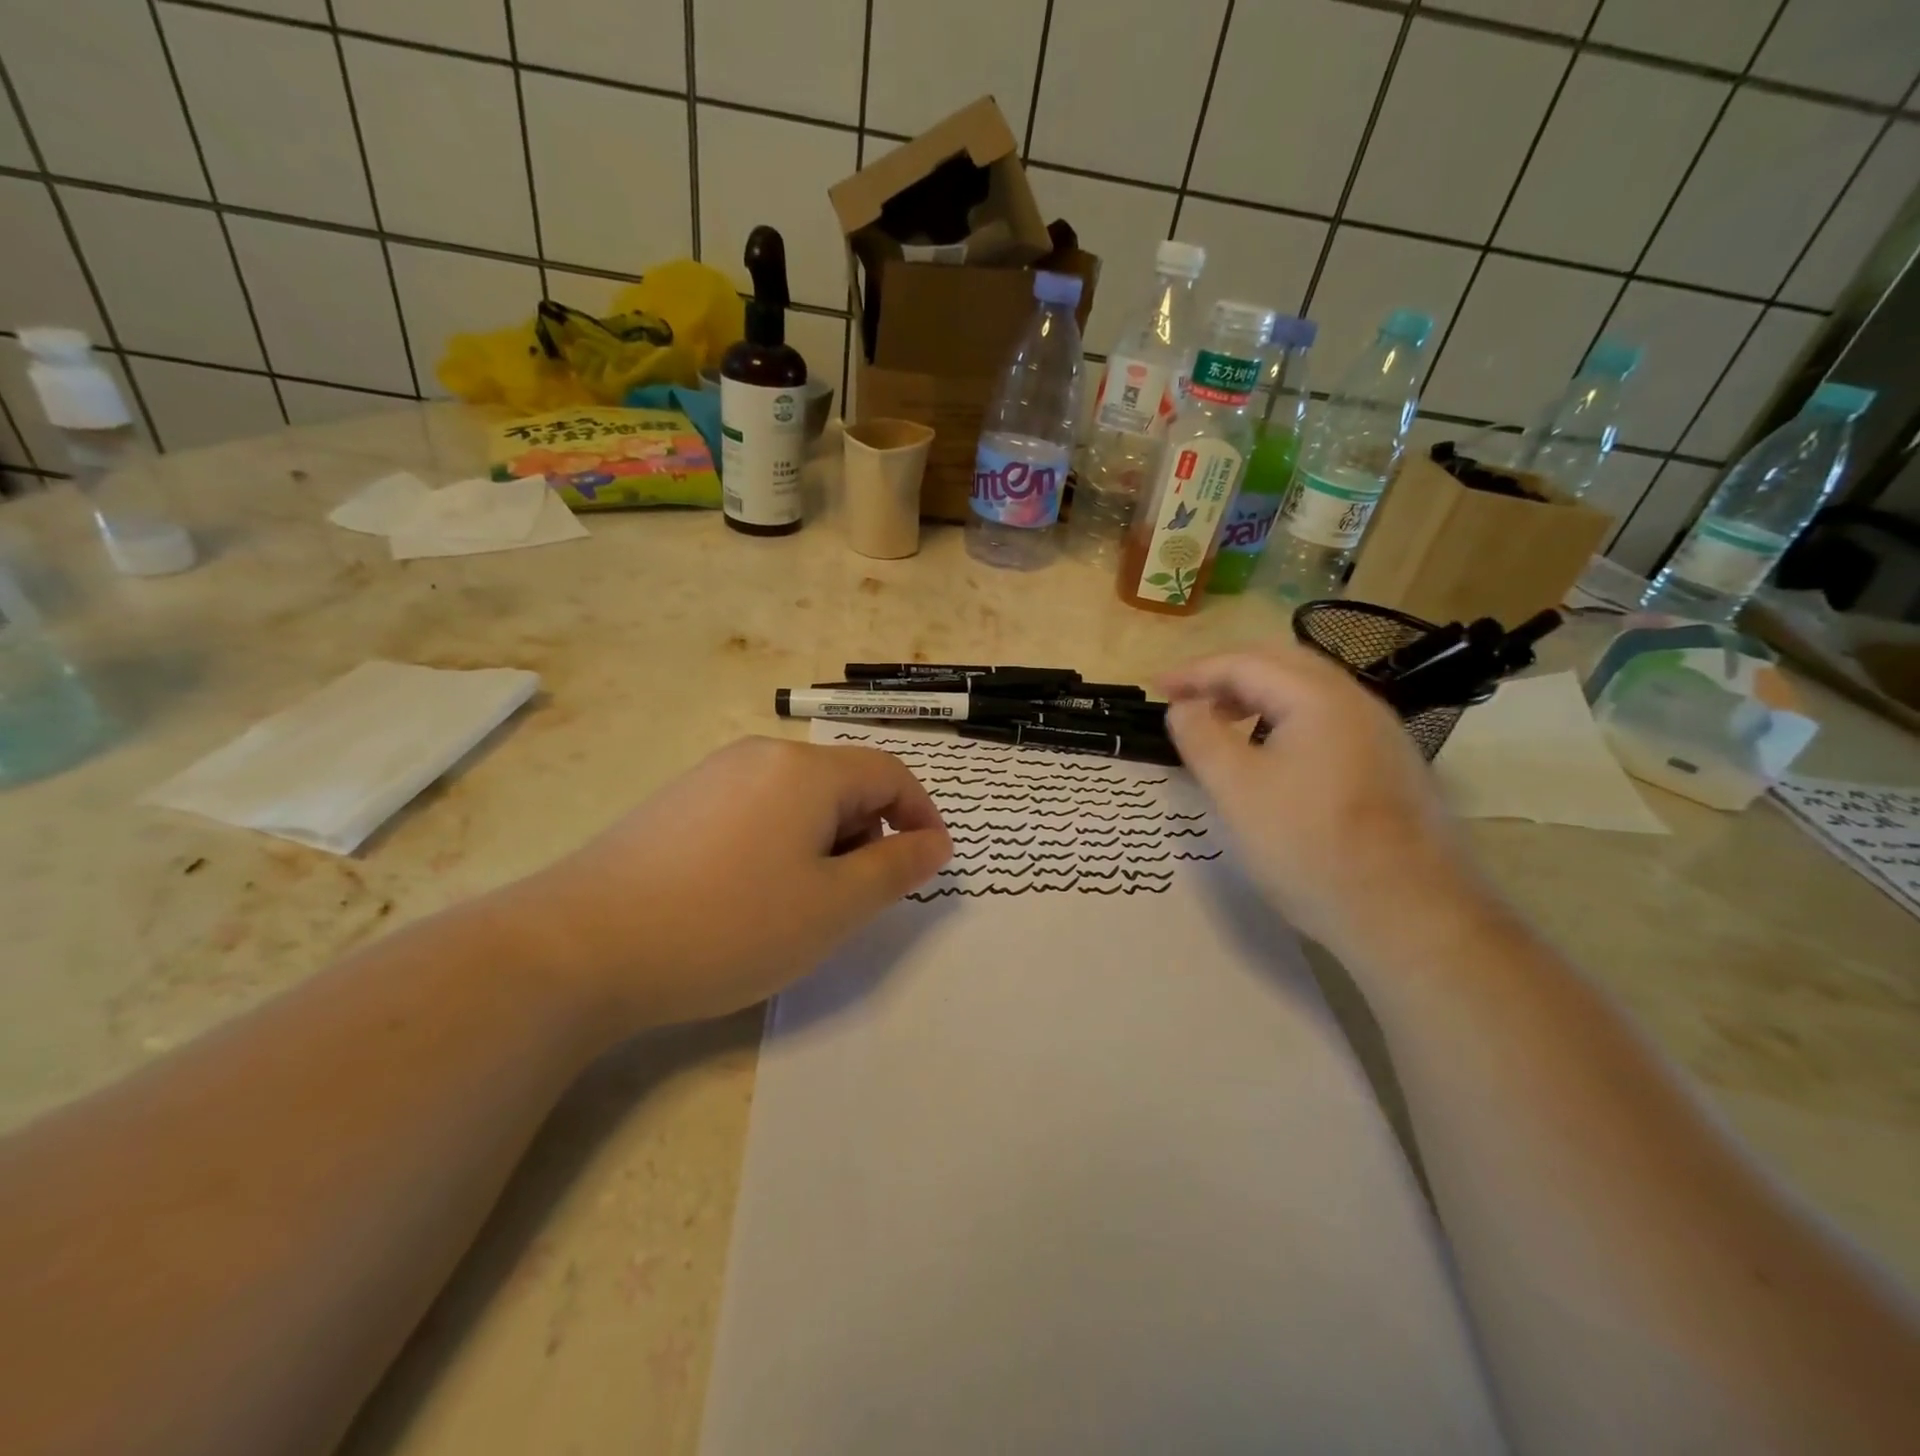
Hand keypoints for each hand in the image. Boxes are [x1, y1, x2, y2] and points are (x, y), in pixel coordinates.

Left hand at [516, 738, 950, 1028]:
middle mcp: (760, 756)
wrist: (580, 948)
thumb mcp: (834, 907)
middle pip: (842, 783)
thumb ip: (895, 869)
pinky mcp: (677, 804)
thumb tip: (935, 842)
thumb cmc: (730, 925)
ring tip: (802, 904)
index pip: (890, 773)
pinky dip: (779, 845)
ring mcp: (712, 776)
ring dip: (823, 843)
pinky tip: (748, 896)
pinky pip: (754, 811)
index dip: (920, 815)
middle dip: (868, 834)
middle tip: (858, 899)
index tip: (928, 865)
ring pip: (797, 800)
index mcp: (805, 769)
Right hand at [1159, 640, 1494, 956]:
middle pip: (1280, 664)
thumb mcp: (1236, 791)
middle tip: (1185, 698)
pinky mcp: (1388, 764)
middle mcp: (1356, 701)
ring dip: (1255, 695)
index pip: (1245, 662)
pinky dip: (1283, 719)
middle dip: (1225, 674)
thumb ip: (1201, 737)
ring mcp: (1379, 733)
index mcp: (1318, 698)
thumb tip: (1183, 706)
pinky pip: (1325, 720)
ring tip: (1220, 722)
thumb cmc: (1310, 847)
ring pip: (1306, 692)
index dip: (1193, 671)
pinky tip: (1269, 754)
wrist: (1409, 916)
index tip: (1155, 688)